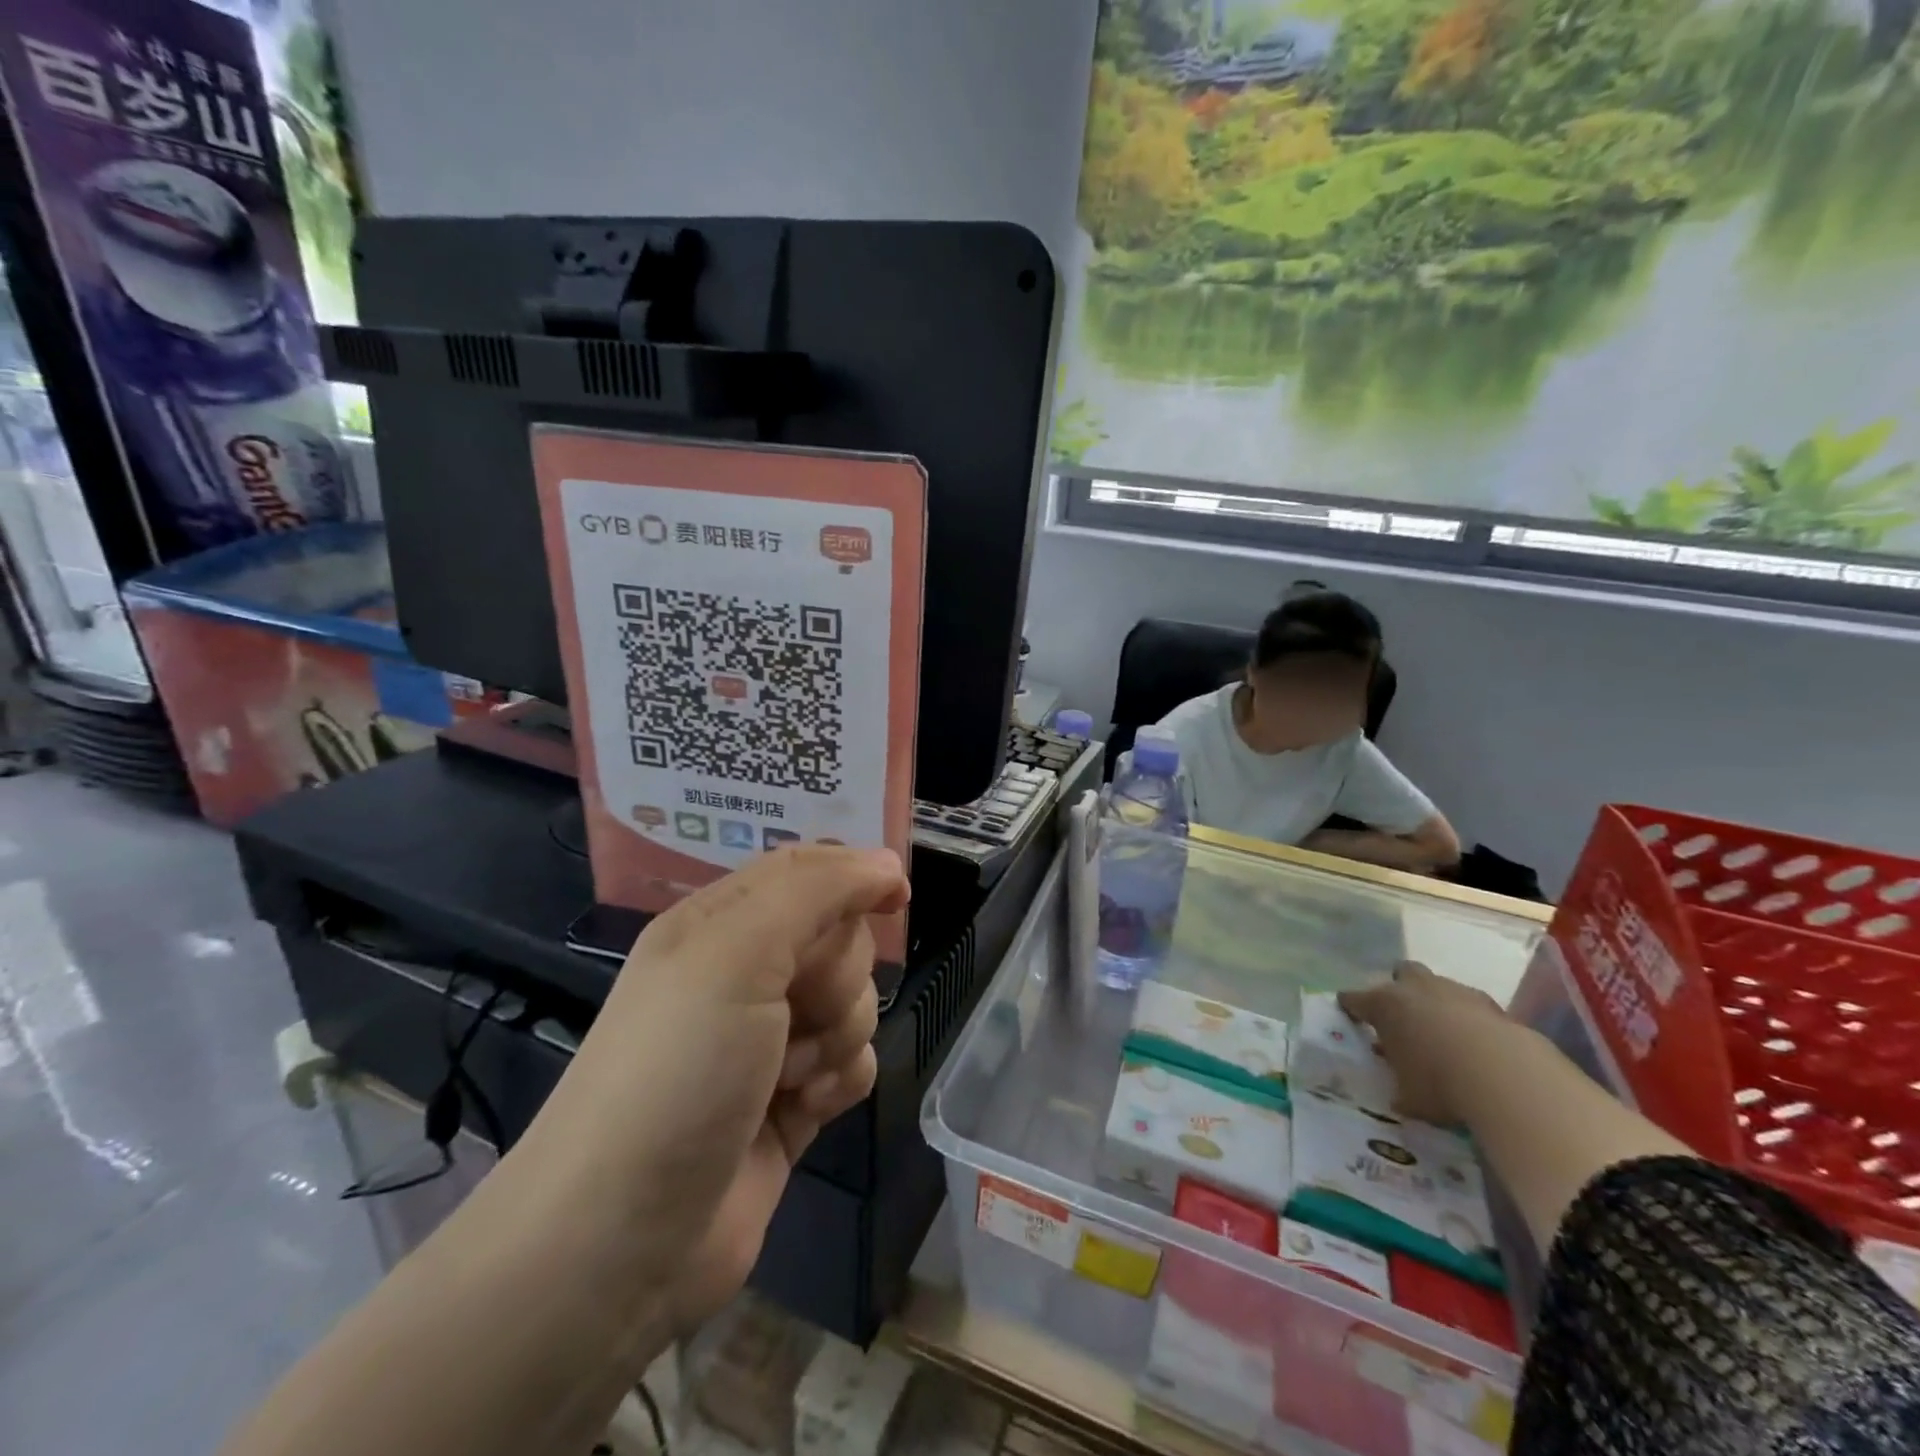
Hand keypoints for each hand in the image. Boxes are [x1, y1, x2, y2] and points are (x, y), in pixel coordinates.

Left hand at [523, 845, 908, 1333]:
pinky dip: (841, 1080)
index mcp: (720, 924)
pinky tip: (808, 1106)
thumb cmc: (678, 1070)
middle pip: (839, 939)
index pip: (805, 870)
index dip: (854, 876)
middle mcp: (744, 974)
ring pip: (854, 1003)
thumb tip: (886, 864)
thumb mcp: (737, 953)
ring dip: (838, 1035)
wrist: (621, 1242)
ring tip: (792, 1075)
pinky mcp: (791, 1101)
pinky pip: (853, 1063)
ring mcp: (769, 1041)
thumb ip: (816, 891)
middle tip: (798, 1010)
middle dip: (837, 975)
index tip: (895, 897)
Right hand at [1338, 961, 1507, 1124]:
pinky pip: (1472, 1005)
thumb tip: (1401, 1097)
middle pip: (1401, 972)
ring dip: (1438, 1002)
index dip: (1351, 1007)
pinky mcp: (1492, 1004)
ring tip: (1445, 1033)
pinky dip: (1471, 1019)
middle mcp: (1415, 989)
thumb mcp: (1408, 1096)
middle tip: (1405, 1015)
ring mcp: (1455, 992)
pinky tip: (1477, 1044)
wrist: (1505, 1075)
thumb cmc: (1439, 1083)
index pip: (1354, 998)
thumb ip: (1400, 1088)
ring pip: (1439, 985)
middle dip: (1401, 988)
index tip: (1350, 1014)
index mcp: (1384, 1005)